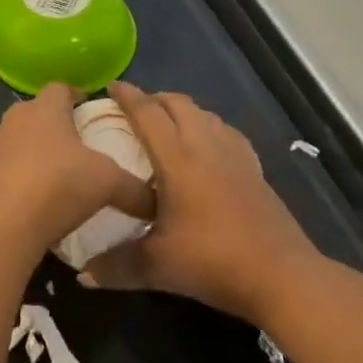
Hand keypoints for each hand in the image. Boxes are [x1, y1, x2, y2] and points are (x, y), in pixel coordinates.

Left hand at [0, 83, 155, 257]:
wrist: (2, 229)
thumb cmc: (58, 187)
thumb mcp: (108, 184)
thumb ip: (135, 188)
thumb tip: (156, 200)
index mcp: (46, 108)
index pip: (61, 87)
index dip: (77, 96)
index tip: (90, 111)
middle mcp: (16, 117)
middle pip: (39, 111)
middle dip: (57, 124)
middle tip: (79, 146)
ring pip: (20, 138)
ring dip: (35, 150)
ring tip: (57, 174)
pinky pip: (5, 166)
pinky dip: (19, 175)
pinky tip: (34, 199)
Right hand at [80, 82, 318, 324]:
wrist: (280, 274)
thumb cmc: (213, 260)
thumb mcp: (158, 267)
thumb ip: (116, 266)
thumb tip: (81, 275)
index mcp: (177, 157)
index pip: (147, 112)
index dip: (126, 95)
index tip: (109, 87)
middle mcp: (205, 143)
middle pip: (177, 103)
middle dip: (154, 99)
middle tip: (134, 111)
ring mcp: (234, 152)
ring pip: (203, 113)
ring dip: (182, 111)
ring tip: (167, 127)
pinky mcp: (253, 166)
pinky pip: (225, 132)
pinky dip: (208, 128)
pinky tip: (207, 149)